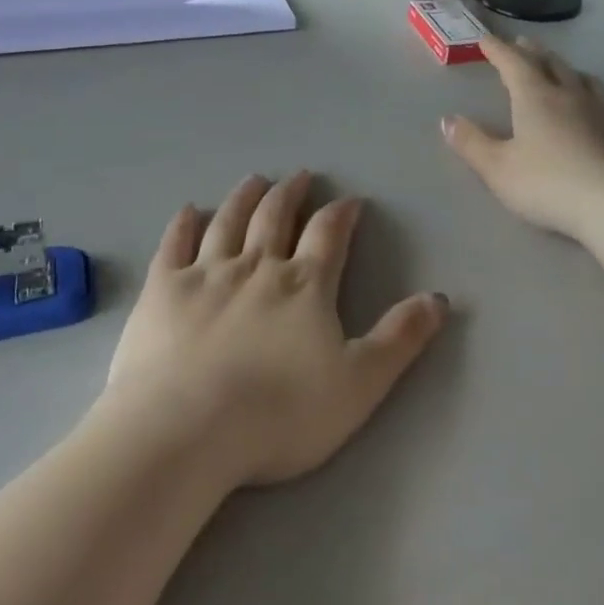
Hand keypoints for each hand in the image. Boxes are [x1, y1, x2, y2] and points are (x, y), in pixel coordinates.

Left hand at [103, 174, 445, 488]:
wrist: (187, 429)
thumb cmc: (280, 414)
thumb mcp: (359, 384)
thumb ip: (400, 338)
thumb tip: (440, 298)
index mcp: (305, 285)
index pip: (329, 234)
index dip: (341, 214)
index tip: (350, 200)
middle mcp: (257, 266)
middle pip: (276, 217)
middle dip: (291, 193)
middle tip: (299, 176)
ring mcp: (205, 273)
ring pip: (229, 221)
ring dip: (245, 197)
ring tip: (255, 180)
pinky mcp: (163, 290)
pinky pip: (174, 245)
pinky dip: (183, 224)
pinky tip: (189, 210)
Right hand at [442, 34, 603, 243]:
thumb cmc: (548, 184)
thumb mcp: (498, 168)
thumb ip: (471, 143)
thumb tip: (447, 120)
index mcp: (535, 97)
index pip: (513, 63)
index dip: (498, 50)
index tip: (486, 39)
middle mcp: (569, 94)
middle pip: (550, 63)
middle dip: (532, 52)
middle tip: (522, 43)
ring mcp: (601, 111)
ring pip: (582, 78)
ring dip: (565, 68)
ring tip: (560, 68)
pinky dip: (591, 92)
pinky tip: (595, 106)